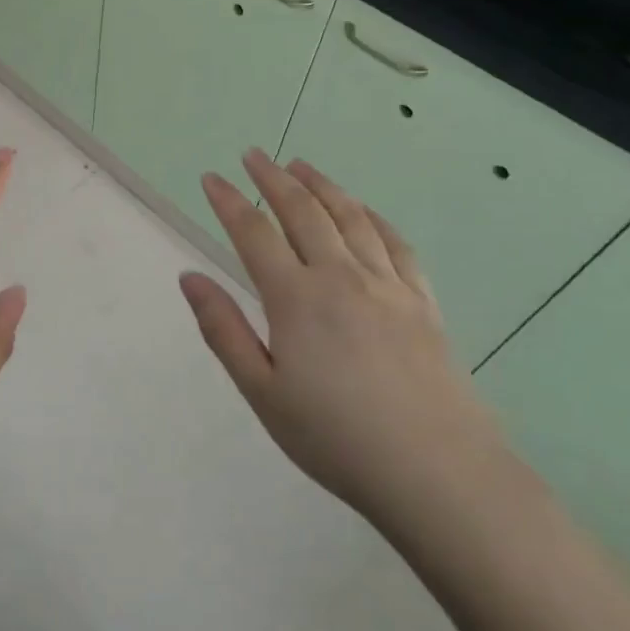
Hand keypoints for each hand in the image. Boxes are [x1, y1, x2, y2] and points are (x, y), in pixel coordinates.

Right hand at [179, 150, 505, 523]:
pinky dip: (373, 216)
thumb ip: (224, 330)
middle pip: (302, 211)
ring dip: (321, 185)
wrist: (440, 475)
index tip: (211, 178)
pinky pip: (395, 243)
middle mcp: (340, 276)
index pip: (253, 232)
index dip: (228, 200)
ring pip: (350, 217)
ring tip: (301, 165)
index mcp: (296, 298)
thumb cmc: (337, 438)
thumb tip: (189, 277)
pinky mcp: (423, 302)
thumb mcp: (263, 393)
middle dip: (273, 178)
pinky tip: (363, 210)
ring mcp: (387, 285)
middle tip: (253, 155)